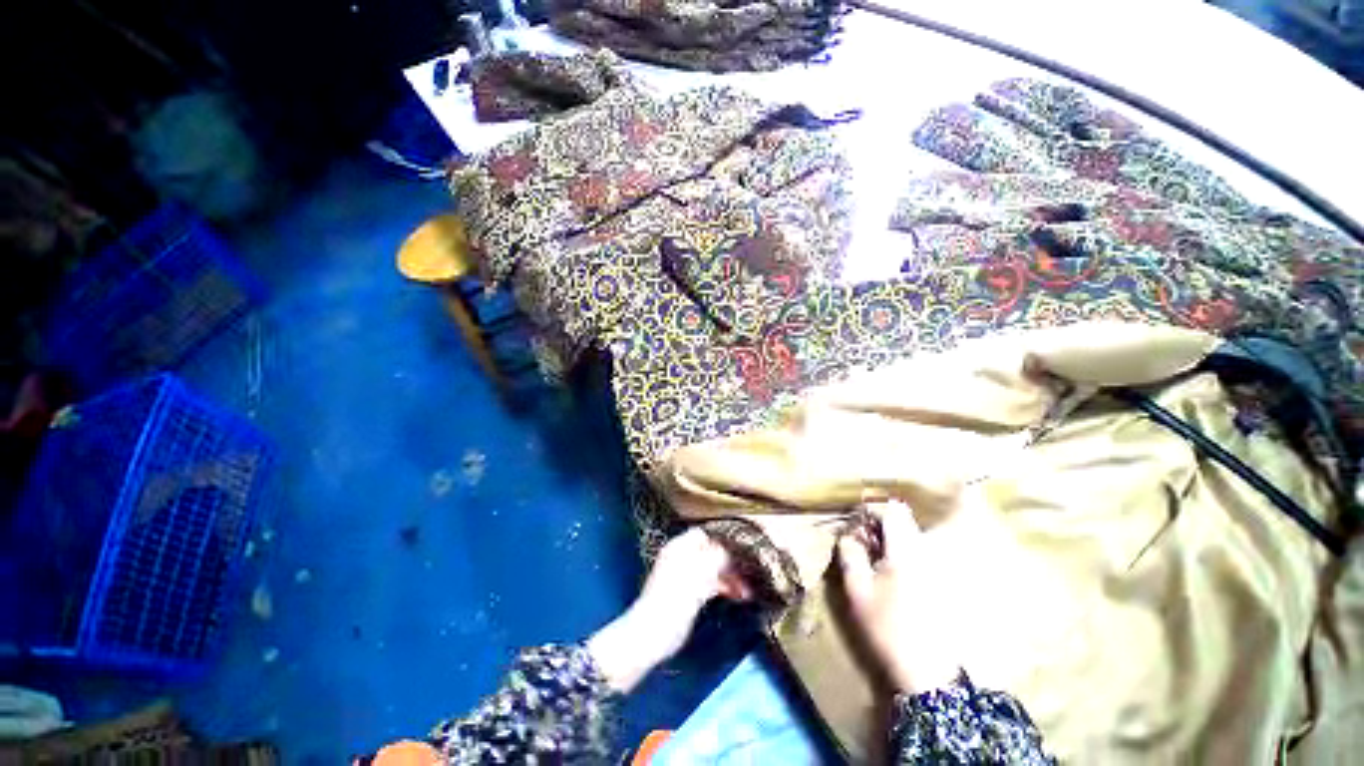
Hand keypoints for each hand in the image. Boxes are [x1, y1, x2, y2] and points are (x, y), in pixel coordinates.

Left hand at [588, 529, 750, 691]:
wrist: (653, 633)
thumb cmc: (676, 597)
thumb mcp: (701, 571)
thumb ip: (719, 555)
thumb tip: (733, 550)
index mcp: (680, 546)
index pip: (706, 533)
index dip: (724, 539)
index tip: (742, 548)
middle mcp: (682, 556)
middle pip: (711, 551)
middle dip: (730, 561)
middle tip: (749, 572)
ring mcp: (684, 576)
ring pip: (712, 568)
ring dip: (730, 576)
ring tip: (748, 591)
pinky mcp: (688, 594)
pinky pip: (709, 584)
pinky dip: (723, 587)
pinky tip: (738, 595)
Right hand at [837, 499, 960, 693]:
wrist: (927, 672)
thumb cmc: (887, 627)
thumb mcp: (858, 590)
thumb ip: (850, 554)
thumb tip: (848, 534)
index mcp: (905, 551)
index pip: (892, 510)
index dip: (871, 509)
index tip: (855, 523)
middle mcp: (927, 553)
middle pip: (904, 520)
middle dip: (880, 524)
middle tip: (861, 541)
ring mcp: (938, 568)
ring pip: (913, 536)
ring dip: (891, 539)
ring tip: (873, 557)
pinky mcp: (942, 582)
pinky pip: (920, 553)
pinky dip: (903, 553)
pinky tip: (891, 573)